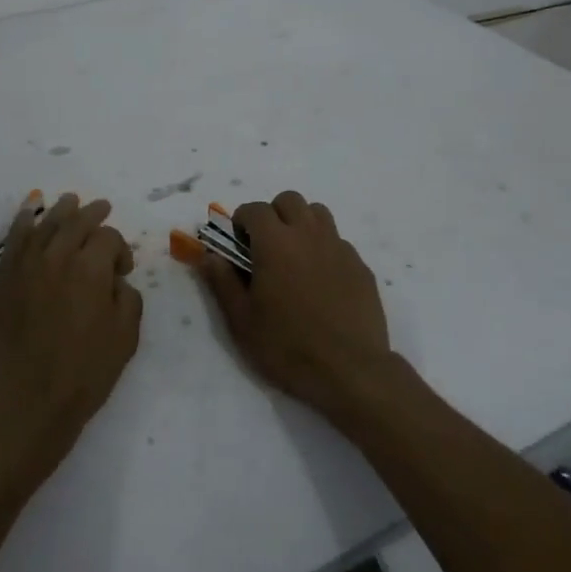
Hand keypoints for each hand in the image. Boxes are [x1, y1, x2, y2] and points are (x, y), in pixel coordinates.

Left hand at [0, 193, 142, 488]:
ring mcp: (24, 267)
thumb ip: (128, 298)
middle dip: (93, 214)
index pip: (108, 238)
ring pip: (44, 224)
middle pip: (76, 222)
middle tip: (103, 208)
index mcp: (90, 268)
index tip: (123, 271)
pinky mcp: (2, 281)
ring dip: (61, 211)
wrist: (24, 405)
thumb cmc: (83, 375)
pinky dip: (23, 221)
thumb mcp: (125, 338)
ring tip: (70, 201)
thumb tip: (115, 281)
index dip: (120, 250)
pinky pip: (14, 241)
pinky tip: (28, 212)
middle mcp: (56, 257)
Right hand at [199, 191, 403, 426]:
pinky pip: (338, 241)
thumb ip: (222, 282)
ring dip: (301, 224)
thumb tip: (210, 255)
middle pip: (289, 200)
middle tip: (264, 246)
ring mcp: (339, 248)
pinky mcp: (360, 266)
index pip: (255, 209)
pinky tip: (320, 281)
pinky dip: (323, 248)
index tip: (237, 244)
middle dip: (273, 215)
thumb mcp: (242, 320)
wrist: (350, 371)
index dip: (241, 221)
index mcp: (276, 243)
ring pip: (318, 214)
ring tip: (293, 257)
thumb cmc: (287, 346)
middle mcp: (309, 235)